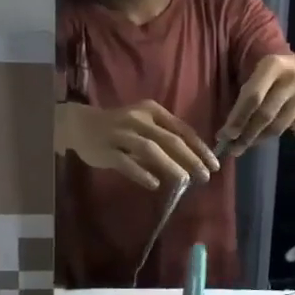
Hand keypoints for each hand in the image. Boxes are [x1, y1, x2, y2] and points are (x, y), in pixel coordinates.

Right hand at [57, 100, 217, 189]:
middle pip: (170, 140)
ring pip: (150, 149)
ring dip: (171, 165)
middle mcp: (138, 120)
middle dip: (191, 159)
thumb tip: (192, 160)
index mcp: (152, 111)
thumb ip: (164, 138)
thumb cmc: (119, 126)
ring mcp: (121, 134)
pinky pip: (126, 163)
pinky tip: (155, 184)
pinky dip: (141, 173)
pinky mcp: (107, 150)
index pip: (182, 129)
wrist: (80, 124)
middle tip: (205, 176)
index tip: (214, 164)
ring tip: (185, 181)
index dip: (200, 148)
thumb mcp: (144, 124)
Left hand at [220, 53, 294, 148]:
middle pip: (263, 112)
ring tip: (238, 148)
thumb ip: (250, 91)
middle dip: (244, 132)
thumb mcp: (264, 73)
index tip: (223, 134)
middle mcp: (290, 79)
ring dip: (254, 139)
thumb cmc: (278, 75)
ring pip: (274, 125)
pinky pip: (282, 128)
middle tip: (229, 147)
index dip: (238, 117)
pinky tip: (255, 141)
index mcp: (272, 65)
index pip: (252, 95)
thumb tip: (228, 122)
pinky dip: (265, 137)